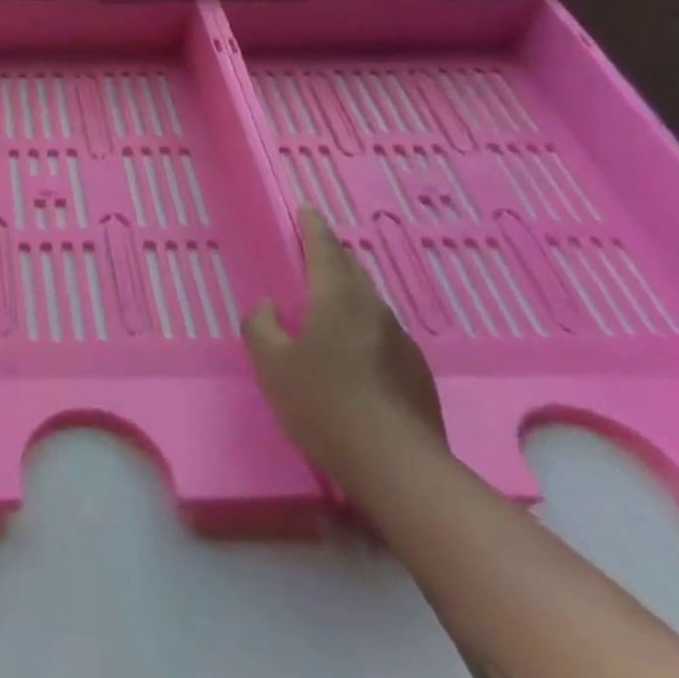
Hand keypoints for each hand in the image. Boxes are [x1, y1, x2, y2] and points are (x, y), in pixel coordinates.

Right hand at [242, 207, 445, 477]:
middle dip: (332, 256)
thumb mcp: (270, 364)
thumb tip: (268, 307)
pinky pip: (382, 334)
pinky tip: (353, 353)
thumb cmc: (323, 404)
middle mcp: (373, 311)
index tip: (305, 210)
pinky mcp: (417, 374)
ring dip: (348, 293)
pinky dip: (363, 328)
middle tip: (313, 252)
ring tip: (328, 303)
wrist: (398, 467)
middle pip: (352, 272)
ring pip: (370, 304)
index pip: (324, 250)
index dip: (312, 228)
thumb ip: (261, 326)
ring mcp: (401, 343)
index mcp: (337, 299)